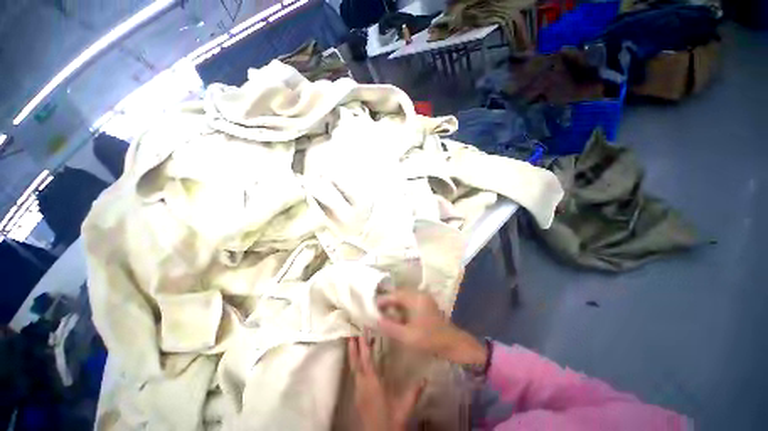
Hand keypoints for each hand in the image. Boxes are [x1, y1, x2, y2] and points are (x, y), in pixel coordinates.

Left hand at [348, 336, 423, 430]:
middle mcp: (362, 385)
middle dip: (353, 347)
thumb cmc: (392, 421)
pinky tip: (360, 361)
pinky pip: (355, 375)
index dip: (364, 345)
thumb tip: (425, 379)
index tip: (363, 331)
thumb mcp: (405, 406)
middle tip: (351, 333)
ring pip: (353, 368)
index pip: (367, 360)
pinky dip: (356, 364)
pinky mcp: (357, 396)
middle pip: (355, 362)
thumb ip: (414, 392)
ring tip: (353, 342)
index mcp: (373, 384)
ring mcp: (358, 391)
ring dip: (353, 354)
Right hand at [377, 290, 486, 366]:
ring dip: (395, 303)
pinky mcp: (426, 304)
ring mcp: (424, 298)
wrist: (453, 344)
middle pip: (399, 294)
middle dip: (388, 301)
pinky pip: (410, 301)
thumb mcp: (407, 336)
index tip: (372, 306)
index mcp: (415, 298)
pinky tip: (397, 315)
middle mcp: (419, 294)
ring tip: (385, 313)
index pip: (394, 295)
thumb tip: (377, 320)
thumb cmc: (430, 339)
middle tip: (377, 310)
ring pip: (404, 297)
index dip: (382, 300)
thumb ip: (390, 327)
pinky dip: (402, 306)